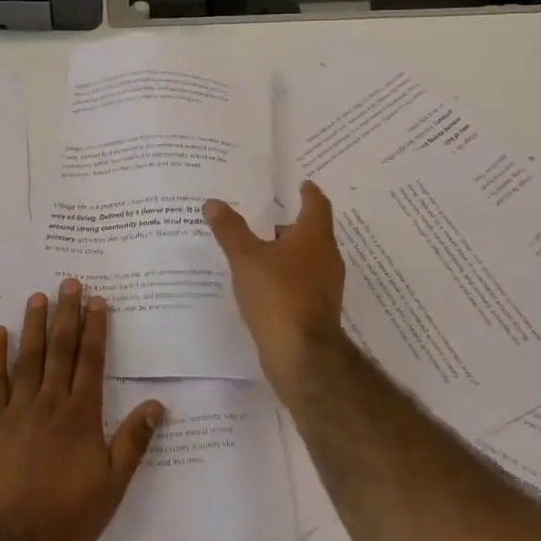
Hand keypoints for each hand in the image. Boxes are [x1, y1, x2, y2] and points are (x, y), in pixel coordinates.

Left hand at [0, 281, 164, 540]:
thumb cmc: (68, 517)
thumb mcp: (113, 484)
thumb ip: (133, 441)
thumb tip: (158, 404)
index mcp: (82, 415)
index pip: (92, 361)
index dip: (95, 329)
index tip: (97, 301)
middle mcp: (51, 403)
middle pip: (61, 351)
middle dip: (67, 315)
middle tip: (69, 283)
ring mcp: (17, 411)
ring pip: (28, 359)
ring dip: (34, 326)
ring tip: (38, 296)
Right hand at [204, 180, 346, 397]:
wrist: (302, 355)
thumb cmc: (278, 295)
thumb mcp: (246, 258)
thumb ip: (230, 230)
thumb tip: (213, 202)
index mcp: (314, 236)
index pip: (317, 204)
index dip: (309, 193)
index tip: (301, 184)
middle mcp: (326, 257)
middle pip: (312, 232)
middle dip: (289, 224)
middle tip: (265, 216)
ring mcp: (325, 286)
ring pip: (306, 259)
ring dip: (286, 252)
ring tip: (258, 249)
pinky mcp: (318, 310)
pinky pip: (301, 282)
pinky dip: (285, 276)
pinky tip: (262, 283)